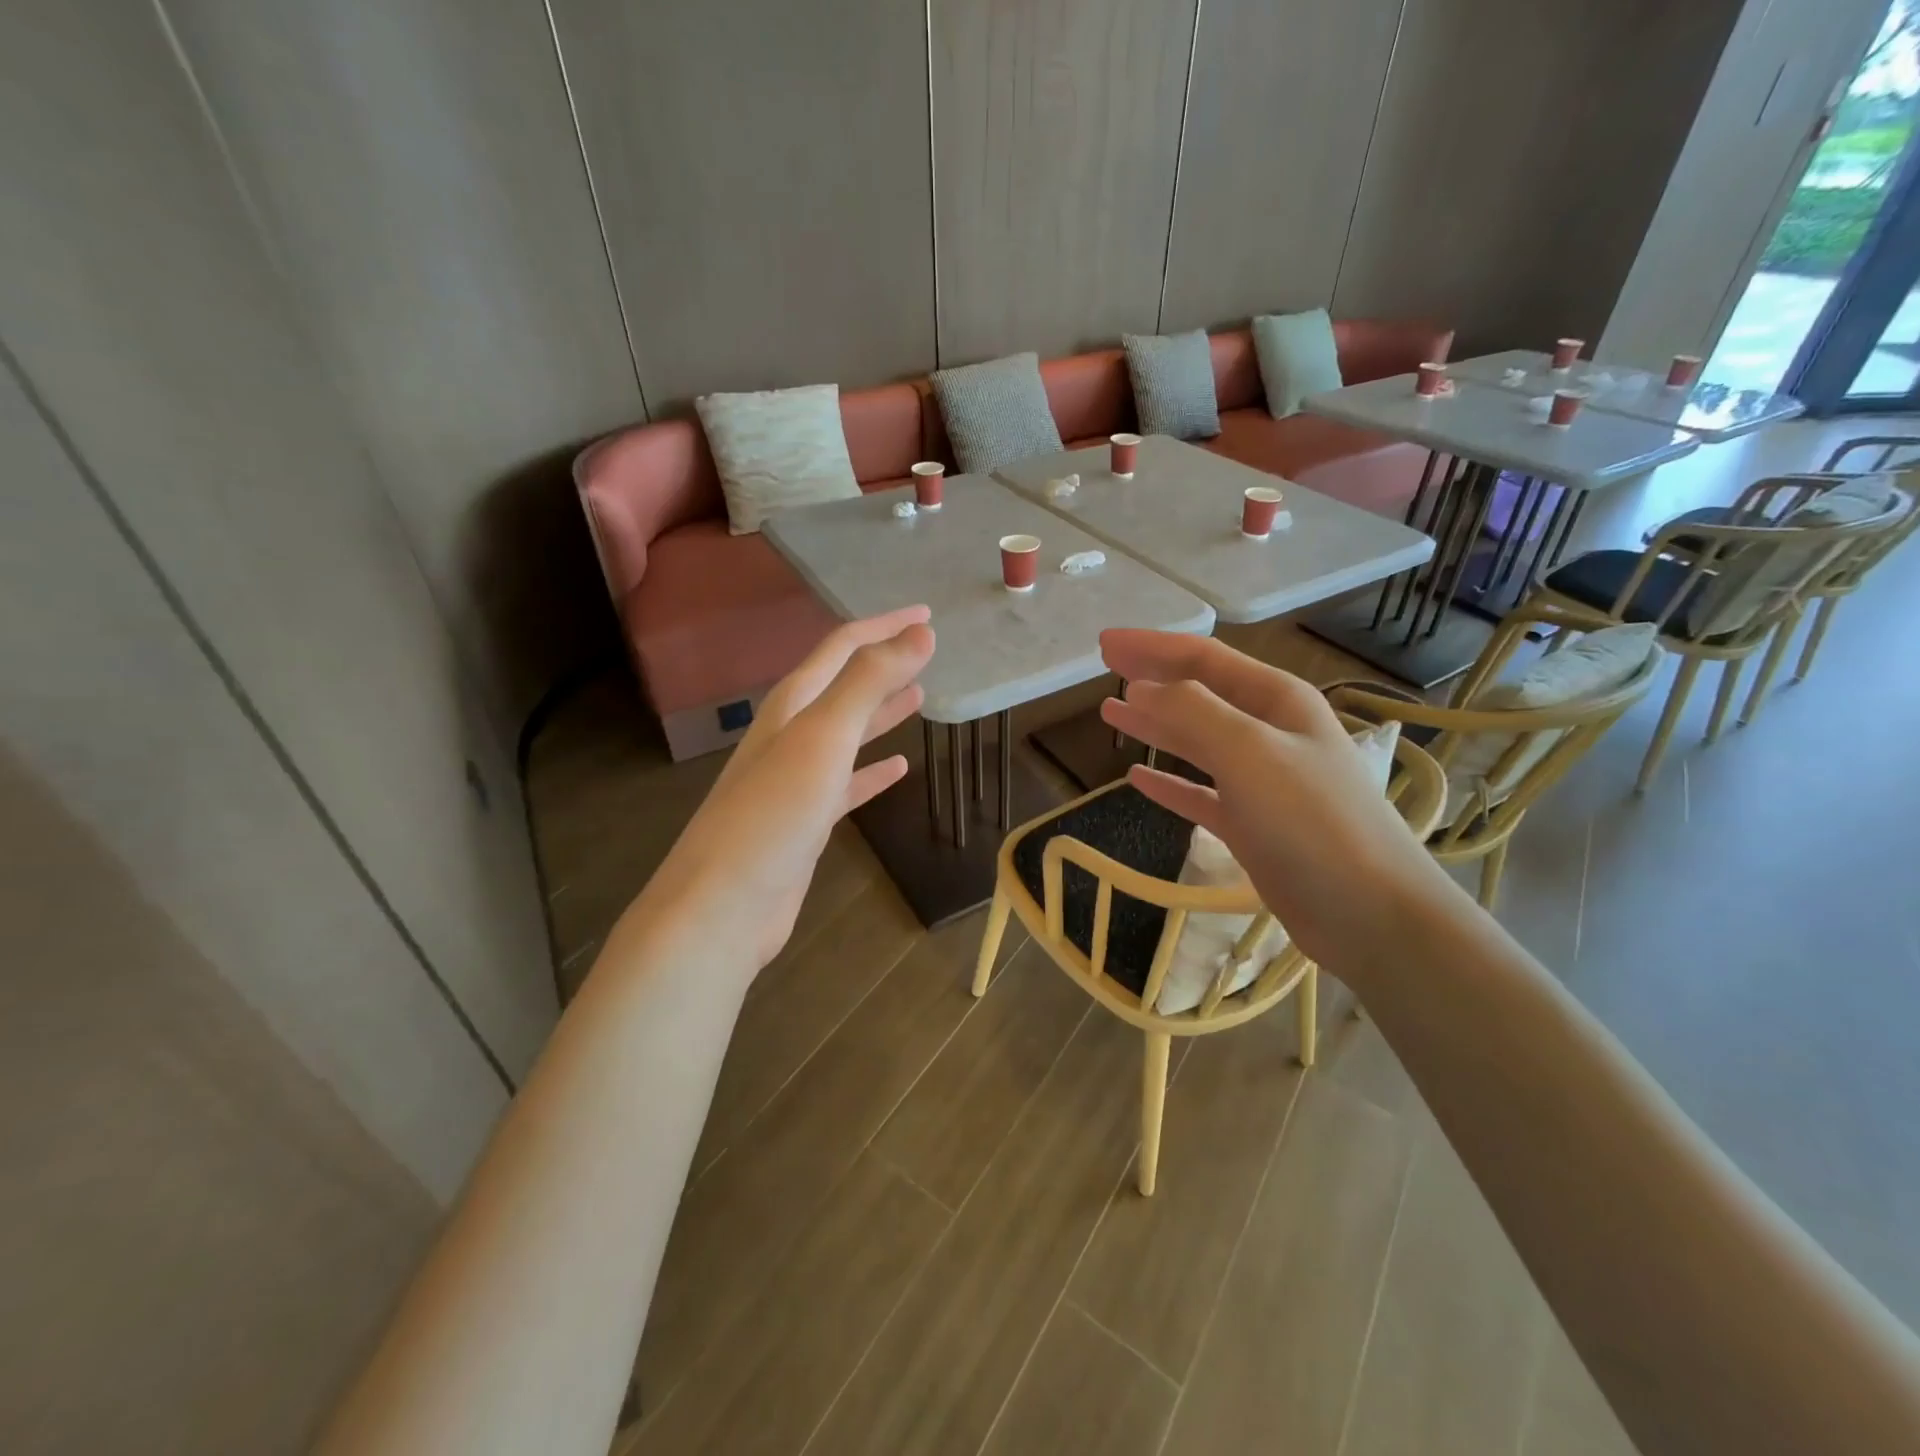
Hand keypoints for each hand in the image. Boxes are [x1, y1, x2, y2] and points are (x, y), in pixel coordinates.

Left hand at [627, 607, 933, 974]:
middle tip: (927, 648)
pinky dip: (872, 772)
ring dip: (880, 712)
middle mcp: (791, 734)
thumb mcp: (823, 738)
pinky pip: (847, 784)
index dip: (884, 627)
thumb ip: (869, 682)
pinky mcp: (805, 821)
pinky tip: (898, 770)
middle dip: (883, 664)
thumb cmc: (772, 814)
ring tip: (919, 695)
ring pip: (847, 733)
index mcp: (792, 705)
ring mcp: (796, 780)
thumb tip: (921, 632)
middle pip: (844, 686)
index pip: (843, 648)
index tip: (928, 614)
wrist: (723, 906)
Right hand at [1098, 630, 1455, 969]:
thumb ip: (1192, 712)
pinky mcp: (1252, 825)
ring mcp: (1261, 781)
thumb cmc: (1311, 821)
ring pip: (1196, 741)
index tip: (1104, 643)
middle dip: (1151, 677)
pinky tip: (1137, 779)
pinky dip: (1169, 783)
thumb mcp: (1249, 751)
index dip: (1151, 647)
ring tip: (1110, 714)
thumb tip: (1140, 688)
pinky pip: (1199, 793)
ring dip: (1155, 725)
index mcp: (1276, 700)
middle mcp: (1269, 732)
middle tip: (1105, 668)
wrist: (1369, 912)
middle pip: (1198, 694)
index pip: (1203, 658)